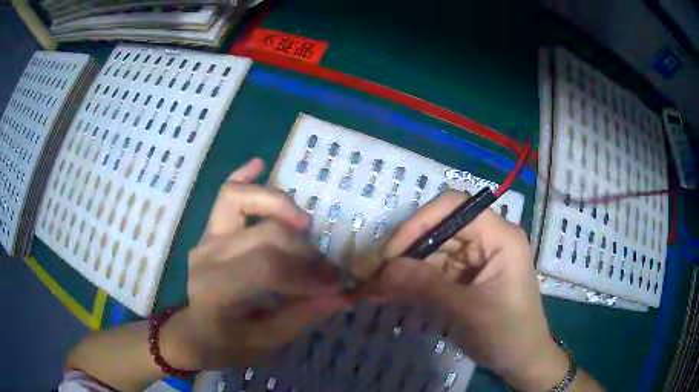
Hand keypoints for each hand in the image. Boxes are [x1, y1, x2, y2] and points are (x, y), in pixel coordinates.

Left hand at [161, 158, 348, 370]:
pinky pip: (224, 195)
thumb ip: (303, 313)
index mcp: (217, 291)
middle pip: (263, 234)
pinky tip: (260, 164)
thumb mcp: (268, 341)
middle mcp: (207, 257)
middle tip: (328, 269)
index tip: (338, 283)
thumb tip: (343, 292)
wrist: (197, 333)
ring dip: (277, 204)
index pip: (267, 268)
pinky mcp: (210, 230)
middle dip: (304, 250)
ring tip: (304, 223)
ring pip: (238, 199)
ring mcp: (206, 238)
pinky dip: (243, 177)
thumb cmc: (230, 343)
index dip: (307, 273)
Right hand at [375, 190, 568, 390]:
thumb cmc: (505, 333)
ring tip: (374, 288)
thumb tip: (382, 270)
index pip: (454, 208)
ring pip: (434, 253)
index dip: (418, 223)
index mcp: (499, 236)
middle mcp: (488, 240)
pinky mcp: (468, 277)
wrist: (522, 360)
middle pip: (440, 230)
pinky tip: (391, 293)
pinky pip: (436, 272)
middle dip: (406, 252)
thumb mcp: (465, 310)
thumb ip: (424, 286)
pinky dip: (414, 282)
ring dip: (405, 270)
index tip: (390, 254)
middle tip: (373, 275)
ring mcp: (478, 259)